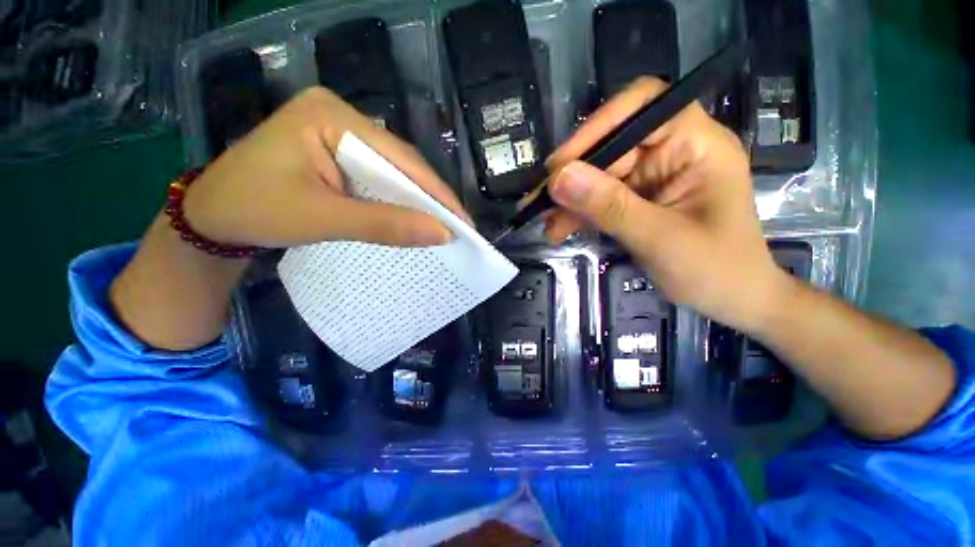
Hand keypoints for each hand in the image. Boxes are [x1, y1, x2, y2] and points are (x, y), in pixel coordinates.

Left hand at [183, 87, 468, 248]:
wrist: (211, 217)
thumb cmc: (255, 211)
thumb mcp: (323, 219)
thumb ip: (385, 225)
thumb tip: (441, 234)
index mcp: (331, 117)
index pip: (401, 158)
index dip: (437, 194)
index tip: (464, 222)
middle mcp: (341, 116)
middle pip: (401, 162)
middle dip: (431, 198)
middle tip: (459, 226)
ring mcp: (340, 132)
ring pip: (394, 171)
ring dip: (418, 200)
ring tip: (444, 224)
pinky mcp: (339, 152)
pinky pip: (380, 177)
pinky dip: (399, 200)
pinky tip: (414, 215)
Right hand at [544, 77, 785, 331]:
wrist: (734, 300)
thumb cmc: (715, 269)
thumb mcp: (659, 238)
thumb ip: (610, 207)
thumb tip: (559, 178)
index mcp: (696, 144)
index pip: (642, 107)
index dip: (598, 127)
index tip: (561, 164)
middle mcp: (672, 151)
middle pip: (612, 146)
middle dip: (573, 176)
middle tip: (540, 203)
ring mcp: (653, 176)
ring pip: (599, 175)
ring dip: (570, 200)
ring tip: (546, 223)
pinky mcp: (638, 199)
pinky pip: (601, 198)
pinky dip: (578, 213)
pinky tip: (559, 229)